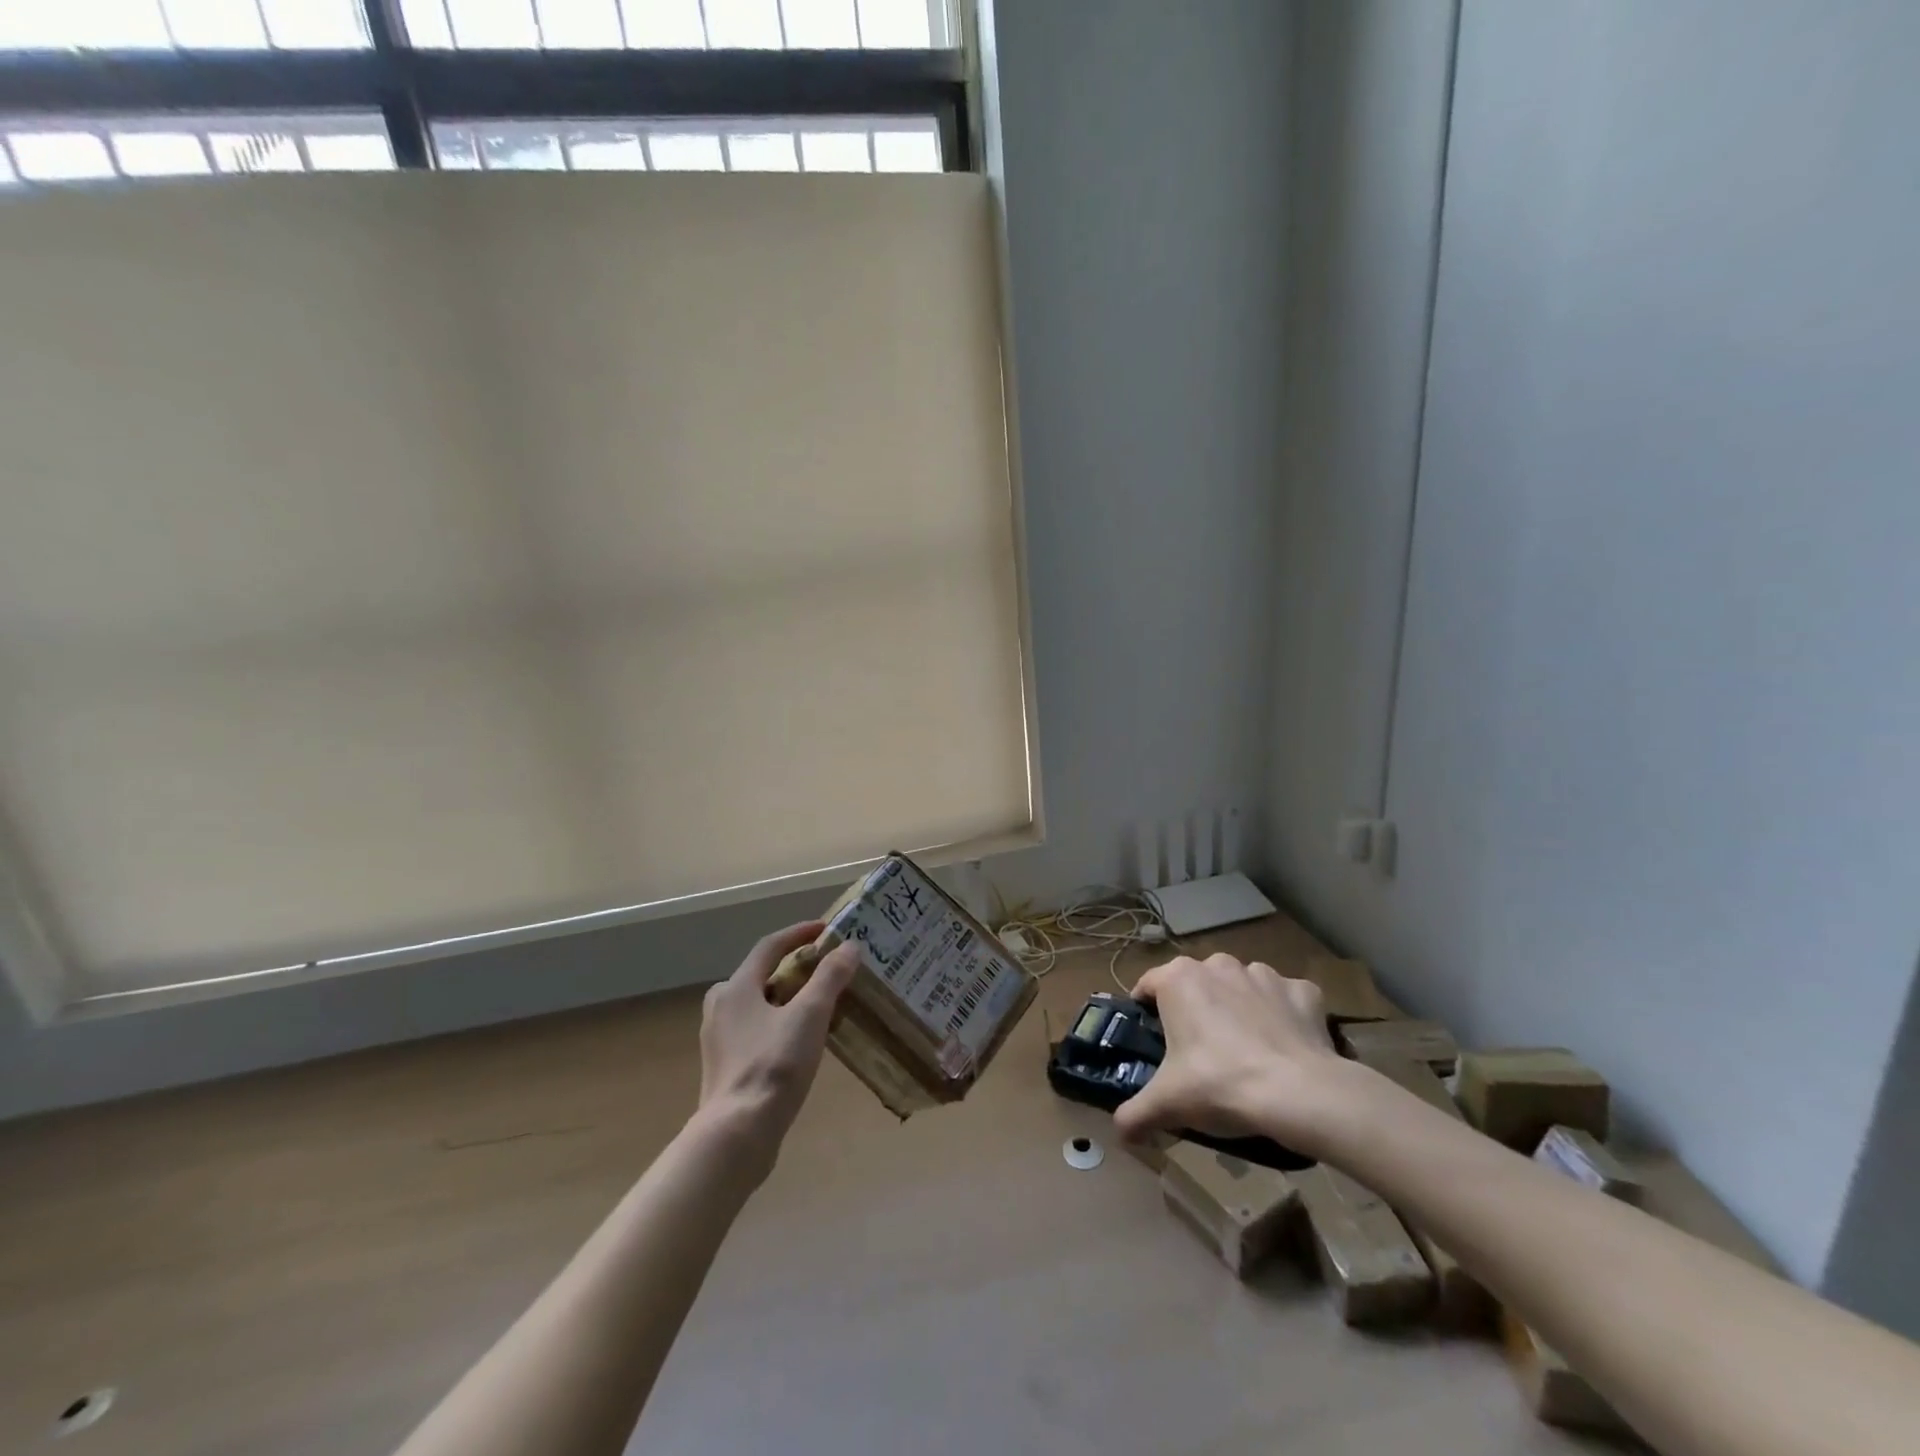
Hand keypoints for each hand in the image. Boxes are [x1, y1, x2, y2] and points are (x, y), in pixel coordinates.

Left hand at [695, 921, 860, 1177]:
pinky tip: (800, 1042)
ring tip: (818, 1006)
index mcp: (737, 988)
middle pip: (760, 975)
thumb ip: (830, 978)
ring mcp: (719, 1040)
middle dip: (793, 968)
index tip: (825, 928)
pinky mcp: (725, 1067)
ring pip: (758, 1005)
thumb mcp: (810, 1016)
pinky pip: (755, 1031)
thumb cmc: (773, 1066)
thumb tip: (849, 947)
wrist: (737, 1135)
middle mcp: (721, 1008)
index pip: (770, 946)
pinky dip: (779, 1024)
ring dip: (787, 998)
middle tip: (823, 971)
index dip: (799, 933)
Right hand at [1112, 953, 1345, 1151]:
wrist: (1298, 1094)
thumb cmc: (1219, 1084)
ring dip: (1240, 1009)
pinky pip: (1285, 999)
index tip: (1152, 1039)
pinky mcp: (1301, 991)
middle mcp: (1218, 965)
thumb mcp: (1166, 1104)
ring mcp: (1263, 974)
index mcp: (1178, 978)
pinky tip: (1285, 1047)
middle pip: (1197, 984)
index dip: (1146, 1010)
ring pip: (1241, 988)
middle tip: (1200, 1053)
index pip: (1148, 985)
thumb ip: (1133, 1114)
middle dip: (1197, 1010)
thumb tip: (1119, 1133)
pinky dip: (1283, 1016)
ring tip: (1246, 1052)